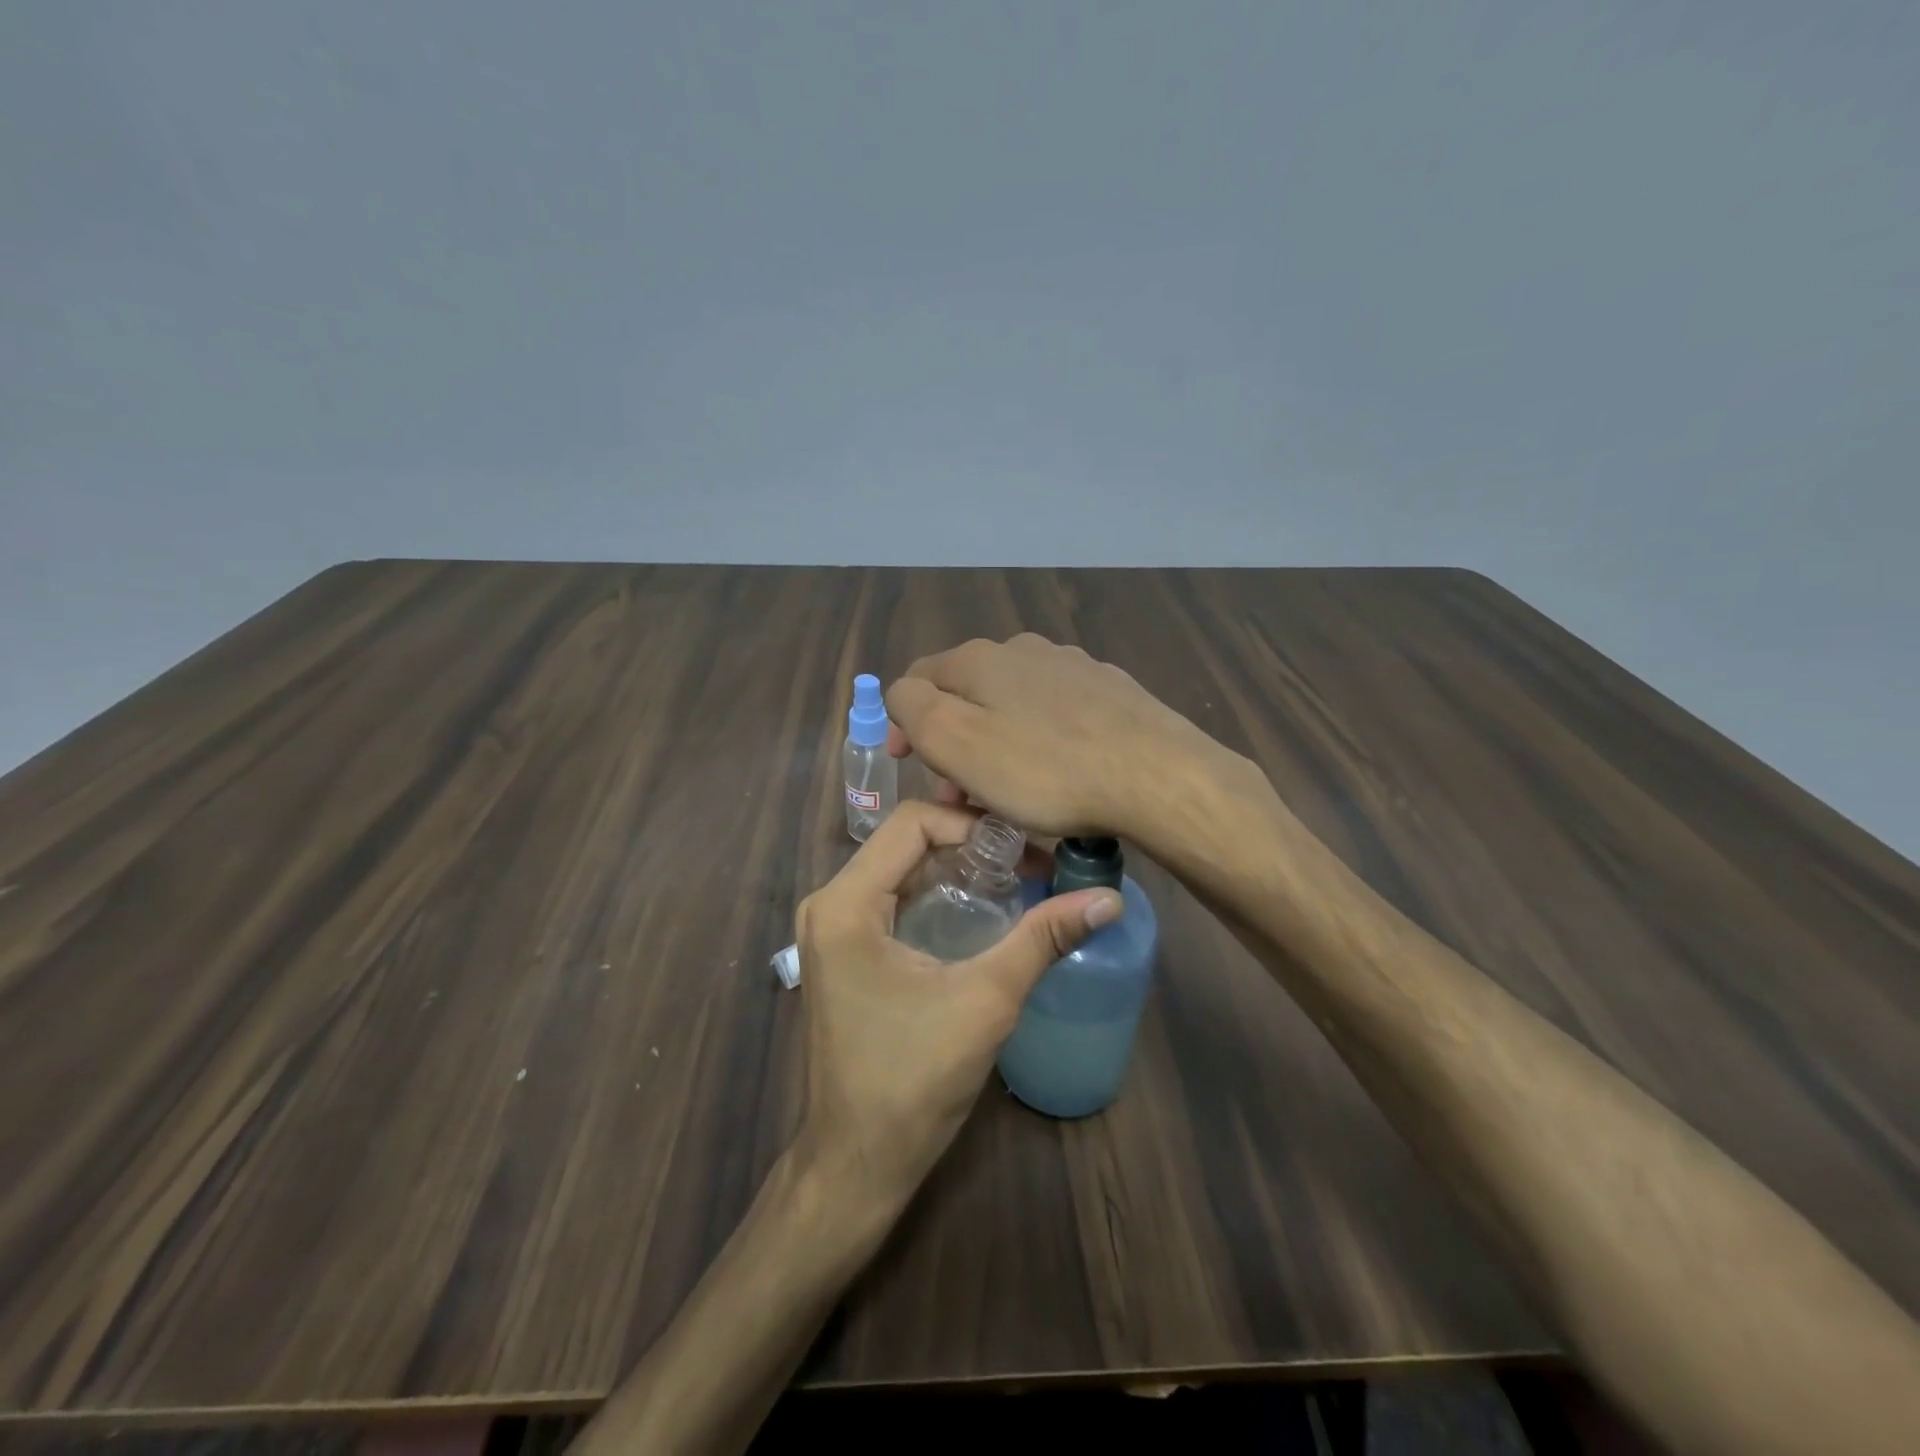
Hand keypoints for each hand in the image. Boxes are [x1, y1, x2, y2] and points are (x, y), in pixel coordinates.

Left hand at [795, 799, 1120, 1205]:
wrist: (857, 1161)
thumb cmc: (913, 1079)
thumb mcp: (986, 1000)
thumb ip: (1043, 939)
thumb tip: (1108, 899)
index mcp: (846, 902)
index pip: (912, 822)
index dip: (972, 824)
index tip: (1024, 847)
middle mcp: (830, 902)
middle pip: (905, 842)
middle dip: (969, 845)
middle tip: (1029, 861)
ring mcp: (833, 928)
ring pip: (900, 869)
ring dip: (956, 869)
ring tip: (1016, 880)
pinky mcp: (844, 952)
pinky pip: (893, 899)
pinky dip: (936, 895)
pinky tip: (982, 910)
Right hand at [884, 633, 1236, 843]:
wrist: (1157, 776)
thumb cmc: (1045, 768)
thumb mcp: (956, 742)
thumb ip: (914, 708)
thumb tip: (904, 694)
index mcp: (980, 658)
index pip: (918, 678)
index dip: (903, 723)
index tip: (909, 767)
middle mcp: (1024, 650)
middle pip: (968, 693)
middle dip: (953, 741)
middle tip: (960, 796)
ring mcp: (1073, 667)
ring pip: (1013, 704)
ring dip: (996, 744)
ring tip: (1009, 794)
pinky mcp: (1111, 691)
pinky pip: (1056, 715)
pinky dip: (1040, 742)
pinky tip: (1059, 775)